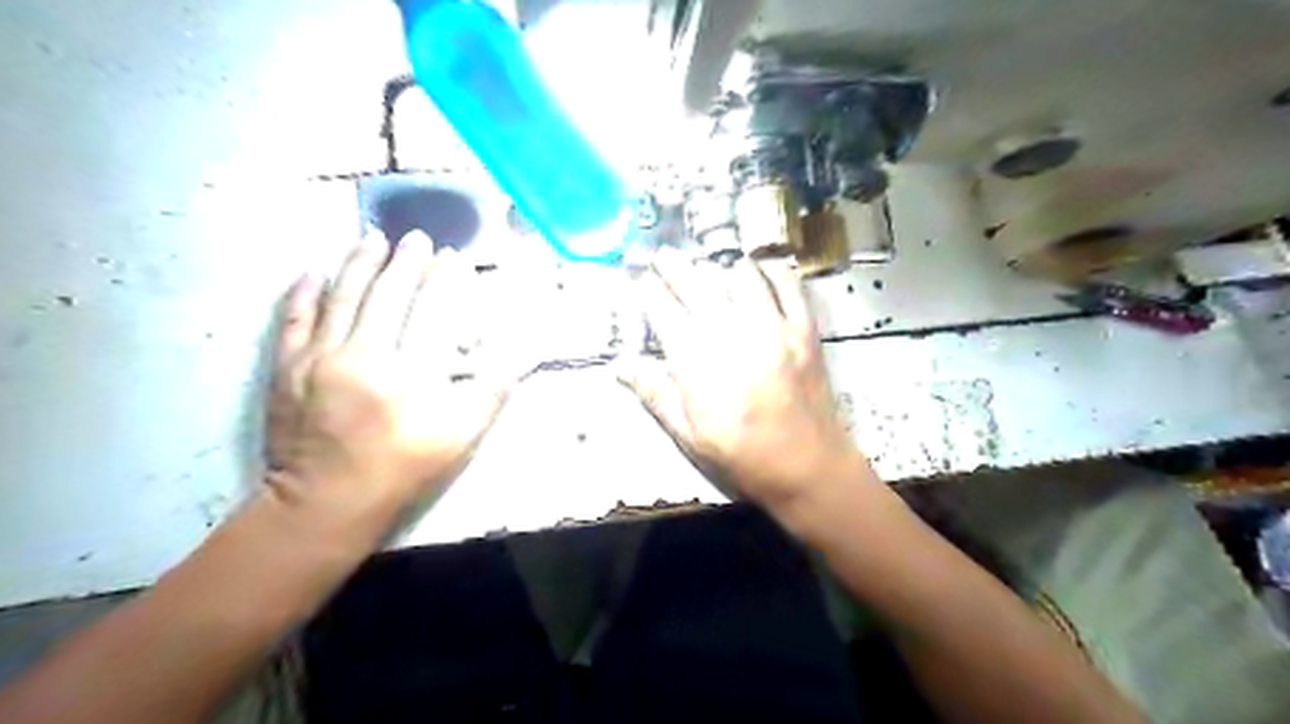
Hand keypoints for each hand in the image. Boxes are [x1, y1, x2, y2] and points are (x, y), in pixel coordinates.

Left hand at [263, 229, 517, 536]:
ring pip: (339, 297)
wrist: (324, 503)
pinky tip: (313, 270)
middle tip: (416, 238)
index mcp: (407, 376)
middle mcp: (361, 357)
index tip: (452, 257)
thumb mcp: (459, 440)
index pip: (430, 312)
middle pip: (384, 295)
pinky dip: (304, 291)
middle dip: (404, 262)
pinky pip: (294, 318)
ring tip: (371, 238)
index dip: (444, 281)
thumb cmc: (400, 470)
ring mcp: (317, 359)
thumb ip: (490, 395)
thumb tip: (525, 360)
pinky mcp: (286, 367)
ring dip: (357, 263)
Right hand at [625, 255, 875, 519]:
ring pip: (741, 277)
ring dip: (721, 265)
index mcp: (698, 362)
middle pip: (698, 285)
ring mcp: (772, 327)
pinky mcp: (804, 329)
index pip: (664, 311)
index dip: (648, 288)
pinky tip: (762, 267)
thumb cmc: (741, 455)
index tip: (639, 274)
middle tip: (663, 253)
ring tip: (710, 262)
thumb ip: (656, 395)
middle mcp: (732, 334)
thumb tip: (621, 366)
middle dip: (675, 265)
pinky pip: (789, 286)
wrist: (806, 467)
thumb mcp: (689, 435)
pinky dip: (774, 271)